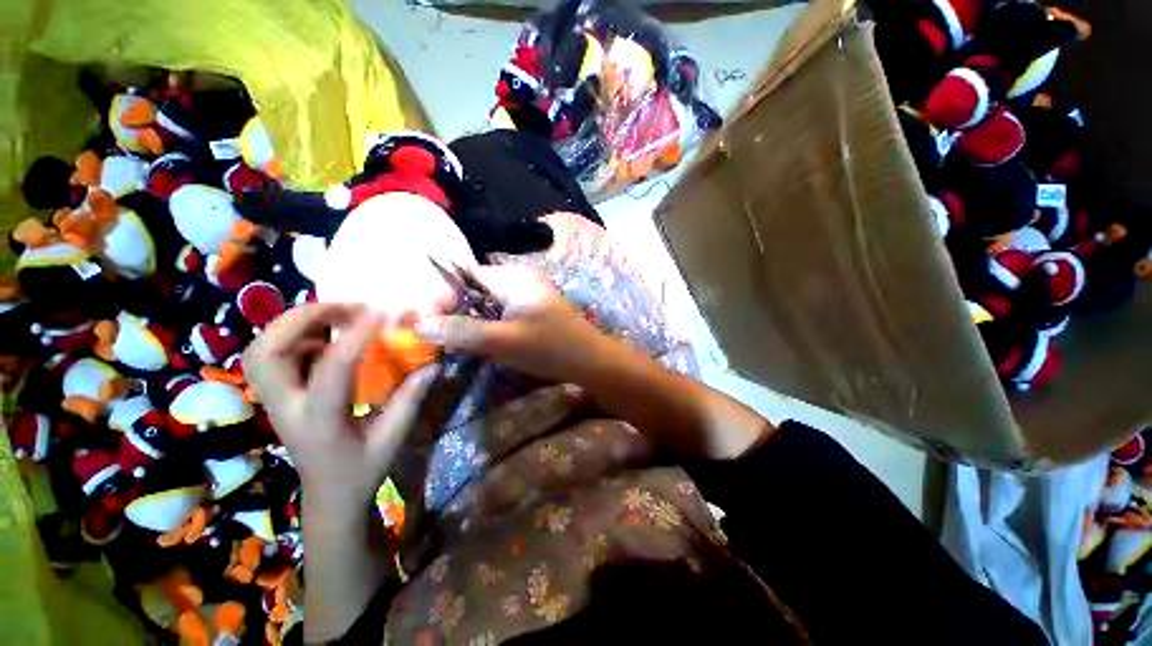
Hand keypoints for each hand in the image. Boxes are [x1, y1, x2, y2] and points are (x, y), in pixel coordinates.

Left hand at [244, 303, 438, 507]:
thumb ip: (410, 399)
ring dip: (295, 324)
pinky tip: (327, 338)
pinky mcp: (278, 396)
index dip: (356, 336)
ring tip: (336, 317)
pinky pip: (272, 354)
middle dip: (304, 319)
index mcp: (319, 422)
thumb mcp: (393, 438)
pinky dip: (296, 336)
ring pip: (261, 350)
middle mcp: (285, 408)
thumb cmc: (362, 470)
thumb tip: (432, 365)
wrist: (329, 494)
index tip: (382, 313)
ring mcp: (274, 402)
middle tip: (346, 309)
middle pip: (267, 352)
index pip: (332, 370)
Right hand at [416, 265, 607, 382]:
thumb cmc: (551, 347)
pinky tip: (484, 342)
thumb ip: (462, 331)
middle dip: (457, 310)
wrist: (592, 361)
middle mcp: (520, 278)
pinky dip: (489, 325)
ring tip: (460, 343)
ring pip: (487, 303)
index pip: (464, 275)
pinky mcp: (533, 310)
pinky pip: (502, 312)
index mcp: (513, 276)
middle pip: (475, 288)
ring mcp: (528, 294)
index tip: (429, 323)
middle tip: (444, 338)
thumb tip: (419, 324)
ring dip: (472, 320)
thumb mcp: (503, 340)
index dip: (444, 296)